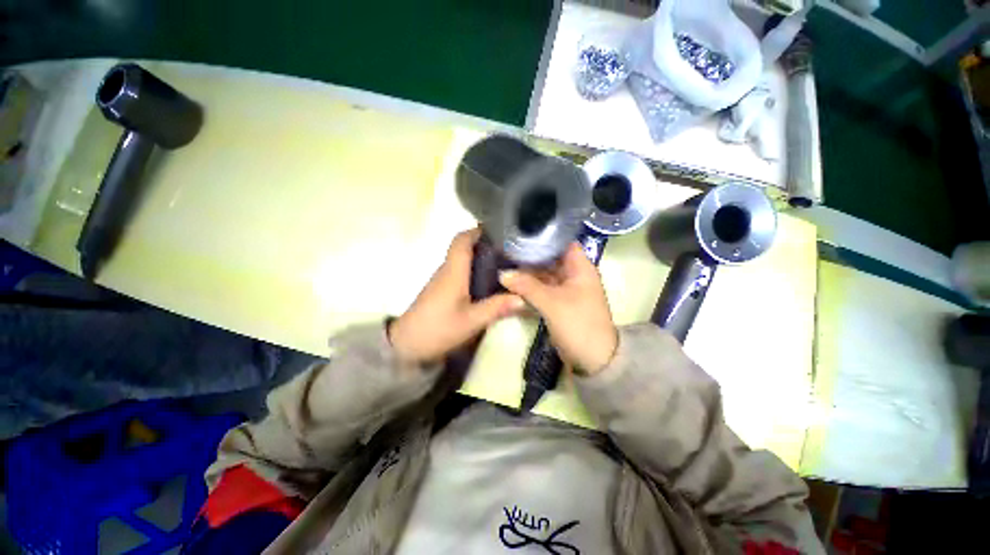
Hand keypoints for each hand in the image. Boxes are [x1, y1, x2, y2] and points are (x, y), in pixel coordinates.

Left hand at [388, 229, 525, 364]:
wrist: (406, 345)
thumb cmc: (438, 329)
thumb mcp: (471, 321)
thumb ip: (496, 308)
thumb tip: (524, 298)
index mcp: (453, 271)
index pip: (461, 240)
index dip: (477, 230)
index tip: (498, 230)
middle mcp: (447, 270)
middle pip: (464, 248)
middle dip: (486, 245)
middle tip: (511, 250)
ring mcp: (443, 280)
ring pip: (463, 261)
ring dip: (481, 258)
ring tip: (505, 265)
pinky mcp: (442, 290)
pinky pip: (461, 273)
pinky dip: (475, 272)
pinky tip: (489, 283)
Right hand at [500, 243, 617, 374]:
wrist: (593, 359)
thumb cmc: (578, 324)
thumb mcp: (552, 303)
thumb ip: (527, 286)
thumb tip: (502, 274)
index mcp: (580, 267)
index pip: (562, 242)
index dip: (544, 236)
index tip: (521, 232)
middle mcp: (573, 274)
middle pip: (550, 258)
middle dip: (529, 255)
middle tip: (505, 249)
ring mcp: (565, 289)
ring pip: (544, 274)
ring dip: (527, 272)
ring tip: (504, 263)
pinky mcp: (558, 302)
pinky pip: (542, 289)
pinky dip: (529, 287)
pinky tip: (512, 284)